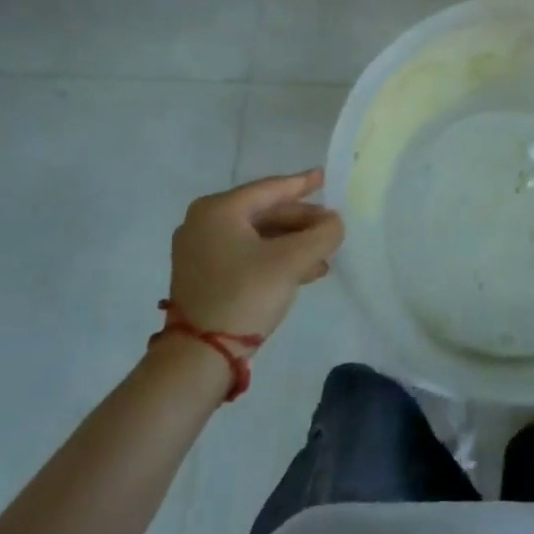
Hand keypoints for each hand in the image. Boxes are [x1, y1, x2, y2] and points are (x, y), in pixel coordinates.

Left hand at [167, 169, 343, 343]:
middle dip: (301, 222)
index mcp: (218, 210)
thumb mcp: (292, 262)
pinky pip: (246, 254)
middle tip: (331, 226)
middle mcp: (203, 223)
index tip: (325, 176)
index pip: (270, 189)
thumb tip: (334, 222)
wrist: (199, 357)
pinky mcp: (202, 275)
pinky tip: (303, 271)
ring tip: (324, 256)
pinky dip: (274, 258)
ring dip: (292, 244)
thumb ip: (322, 235)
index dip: (302, 184)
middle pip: (264, 213)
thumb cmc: (244, 295)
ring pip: (257, 236)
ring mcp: (199, 251)